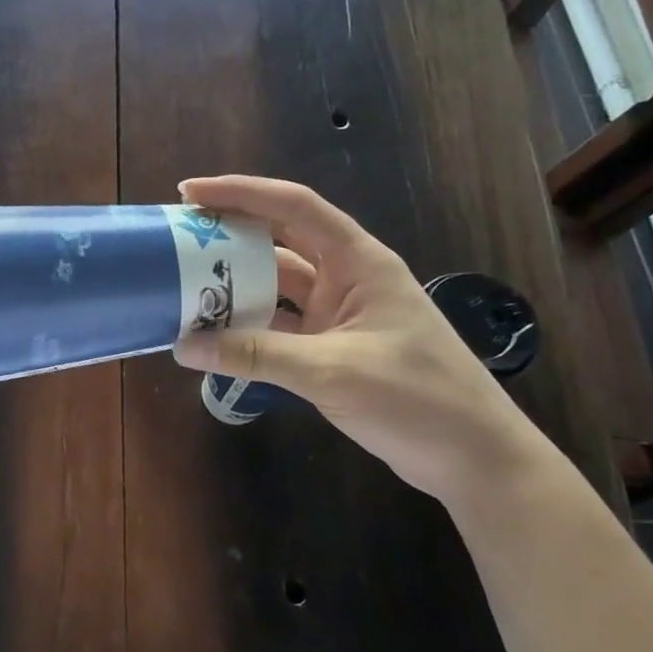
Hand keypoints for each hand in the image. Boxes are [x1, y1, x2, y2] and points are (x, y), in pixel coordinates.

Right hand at [172, 175, 547, 504]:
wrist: (475, 459)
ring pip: (275, 286)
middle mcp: (346, 279)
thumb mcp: (331, 371)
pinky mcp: (331, 348)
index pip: (293, 207)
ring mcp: (338, 315)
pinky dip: (247, 328)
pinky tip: (213, 334)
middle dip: (228, 235)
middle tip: (177, 239)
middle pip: (279, 241)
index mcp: (358, 262)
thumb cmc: (417, 399)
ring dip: (234, 286)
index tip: (189, 193)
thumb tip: (183, 345)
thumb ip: (255, 355)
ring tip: (183, 286)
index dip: (241, 192)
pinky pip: (278, 326)